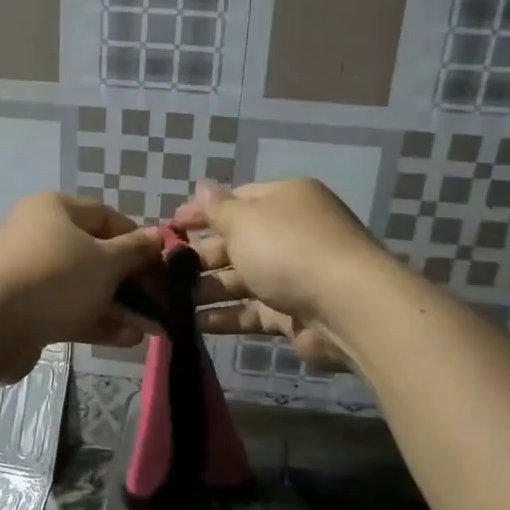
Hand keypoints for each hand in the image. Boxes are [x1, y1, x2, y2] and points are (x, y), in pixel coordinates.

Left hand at [0, 192, 163, 377]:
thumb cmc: (53, 278)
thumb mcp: (105, 262)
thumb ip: (135, 250)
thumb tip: (159, 235)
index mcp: (55, 208)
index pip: (107, 216)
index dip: (138, 239)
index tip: (163, 264)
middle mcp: (39, 234)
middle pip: (95, 254)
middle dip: (132, 281)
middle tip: (162, 302)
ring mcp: (28, 273)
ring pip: (83, 286)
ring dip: (119, 306)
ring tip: (153, 328)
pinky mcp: (23, 308)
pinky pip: (67, 309)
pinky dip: (96, 321)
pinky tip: (128, 339)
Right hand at [171, 179, 389, 372]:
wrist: (345, 307)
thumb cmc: (288, 249)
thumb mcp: (245, 220)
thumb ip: (217, 208)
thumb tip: (201, 185)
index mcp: (285, 199)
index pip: (236, 200)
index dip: (201, 213)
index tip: (169, 229)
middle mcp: (291, 233)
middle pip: (237, 241)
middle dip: (201, 255)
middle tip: (164, 272)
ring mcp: (293, 274)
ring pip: (241, 279)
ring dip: (207, 288)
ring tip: (169, 301)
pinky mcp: (293, 312)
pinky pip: (251, 311)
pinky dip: (225, 316)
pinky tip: (193, 324)